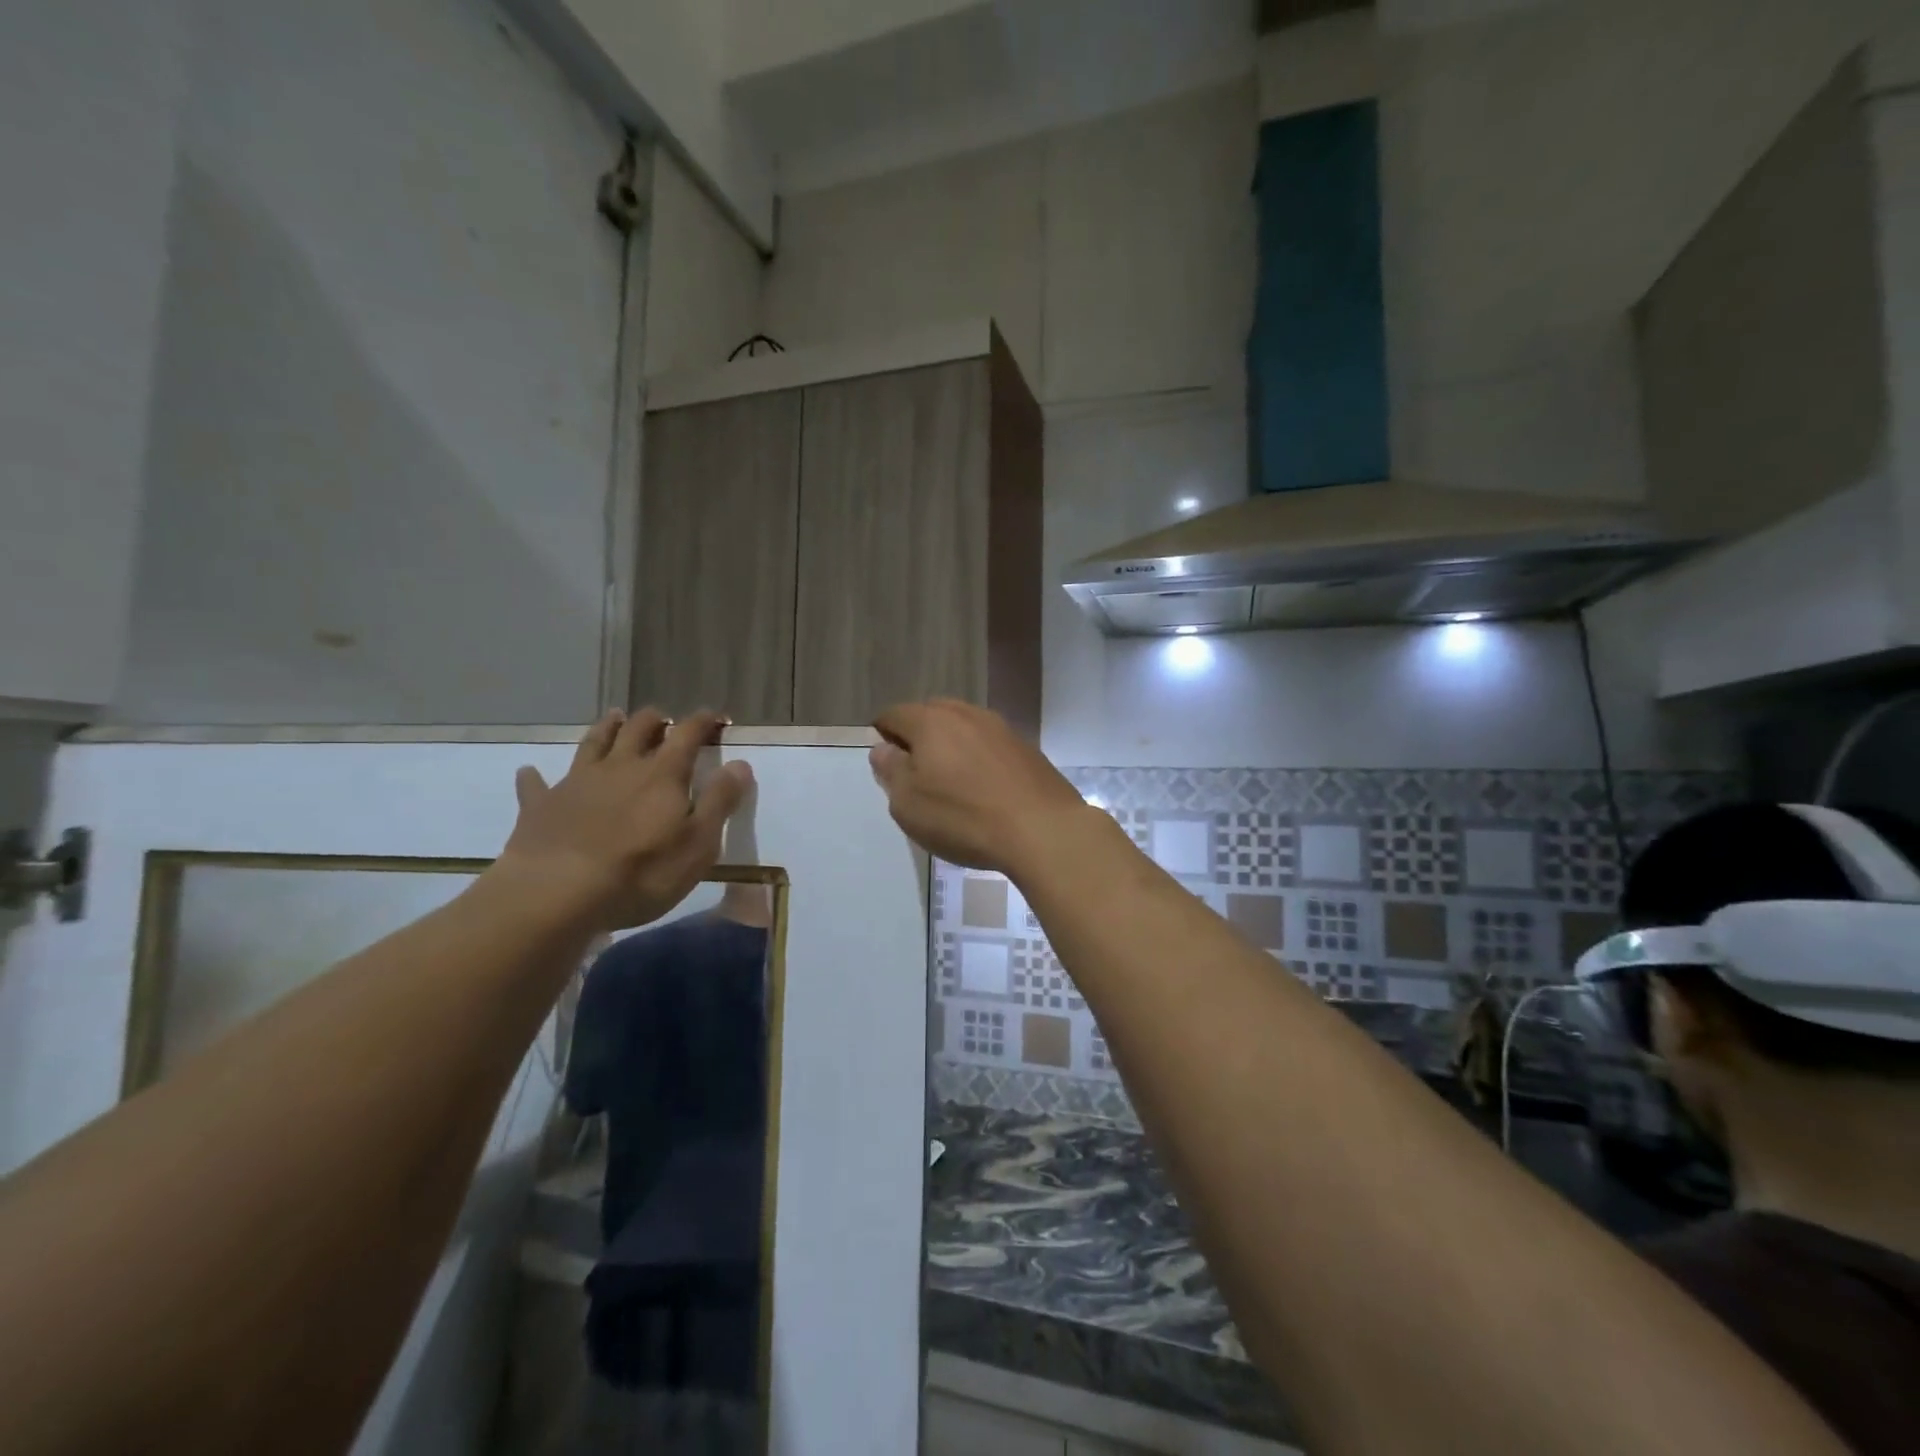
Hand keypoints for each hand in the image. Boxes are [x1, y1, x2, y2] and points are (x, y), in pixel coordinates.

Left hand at [492, 709, 751, 930]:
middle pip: (638, 729)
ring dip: (607, 728)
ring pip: (594, 743)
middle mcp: (620, 767)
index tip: (715, 717)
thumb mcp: (698, 843)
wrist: (556, 893)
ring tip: (615, 717)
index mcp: (663, 774)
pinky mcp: (540, 806)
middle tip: (664, 719)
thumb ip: (720, 801)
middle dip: (655, 720)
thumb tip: (740, 764)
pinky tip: (531, 772)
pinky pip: (537, 784)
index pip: (687, 734)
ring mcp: (576, 782)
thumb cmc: (641, 872)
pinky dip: (536, 776)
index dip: (703, 722)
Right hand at [869, 700, 1094, 877]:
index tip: (885, 761)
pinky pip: (990, 745)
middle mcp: (966, 714)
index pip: (894, 714)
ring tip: (950, 780)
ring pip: (964, 727)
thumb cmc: (962, 817)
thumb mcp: (909, 803)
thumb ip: (891, 770)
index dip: (882, 734)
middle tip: (915, 771)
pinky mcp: (1026, 749)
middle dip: (918, 736)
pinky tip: (983, 788)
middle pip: (932, 714)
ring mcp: (1001, 729)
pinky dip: (979, 759)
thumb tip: (883, 749)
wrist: (1042, 830)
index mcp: (931, 721)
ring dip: (951, 746)